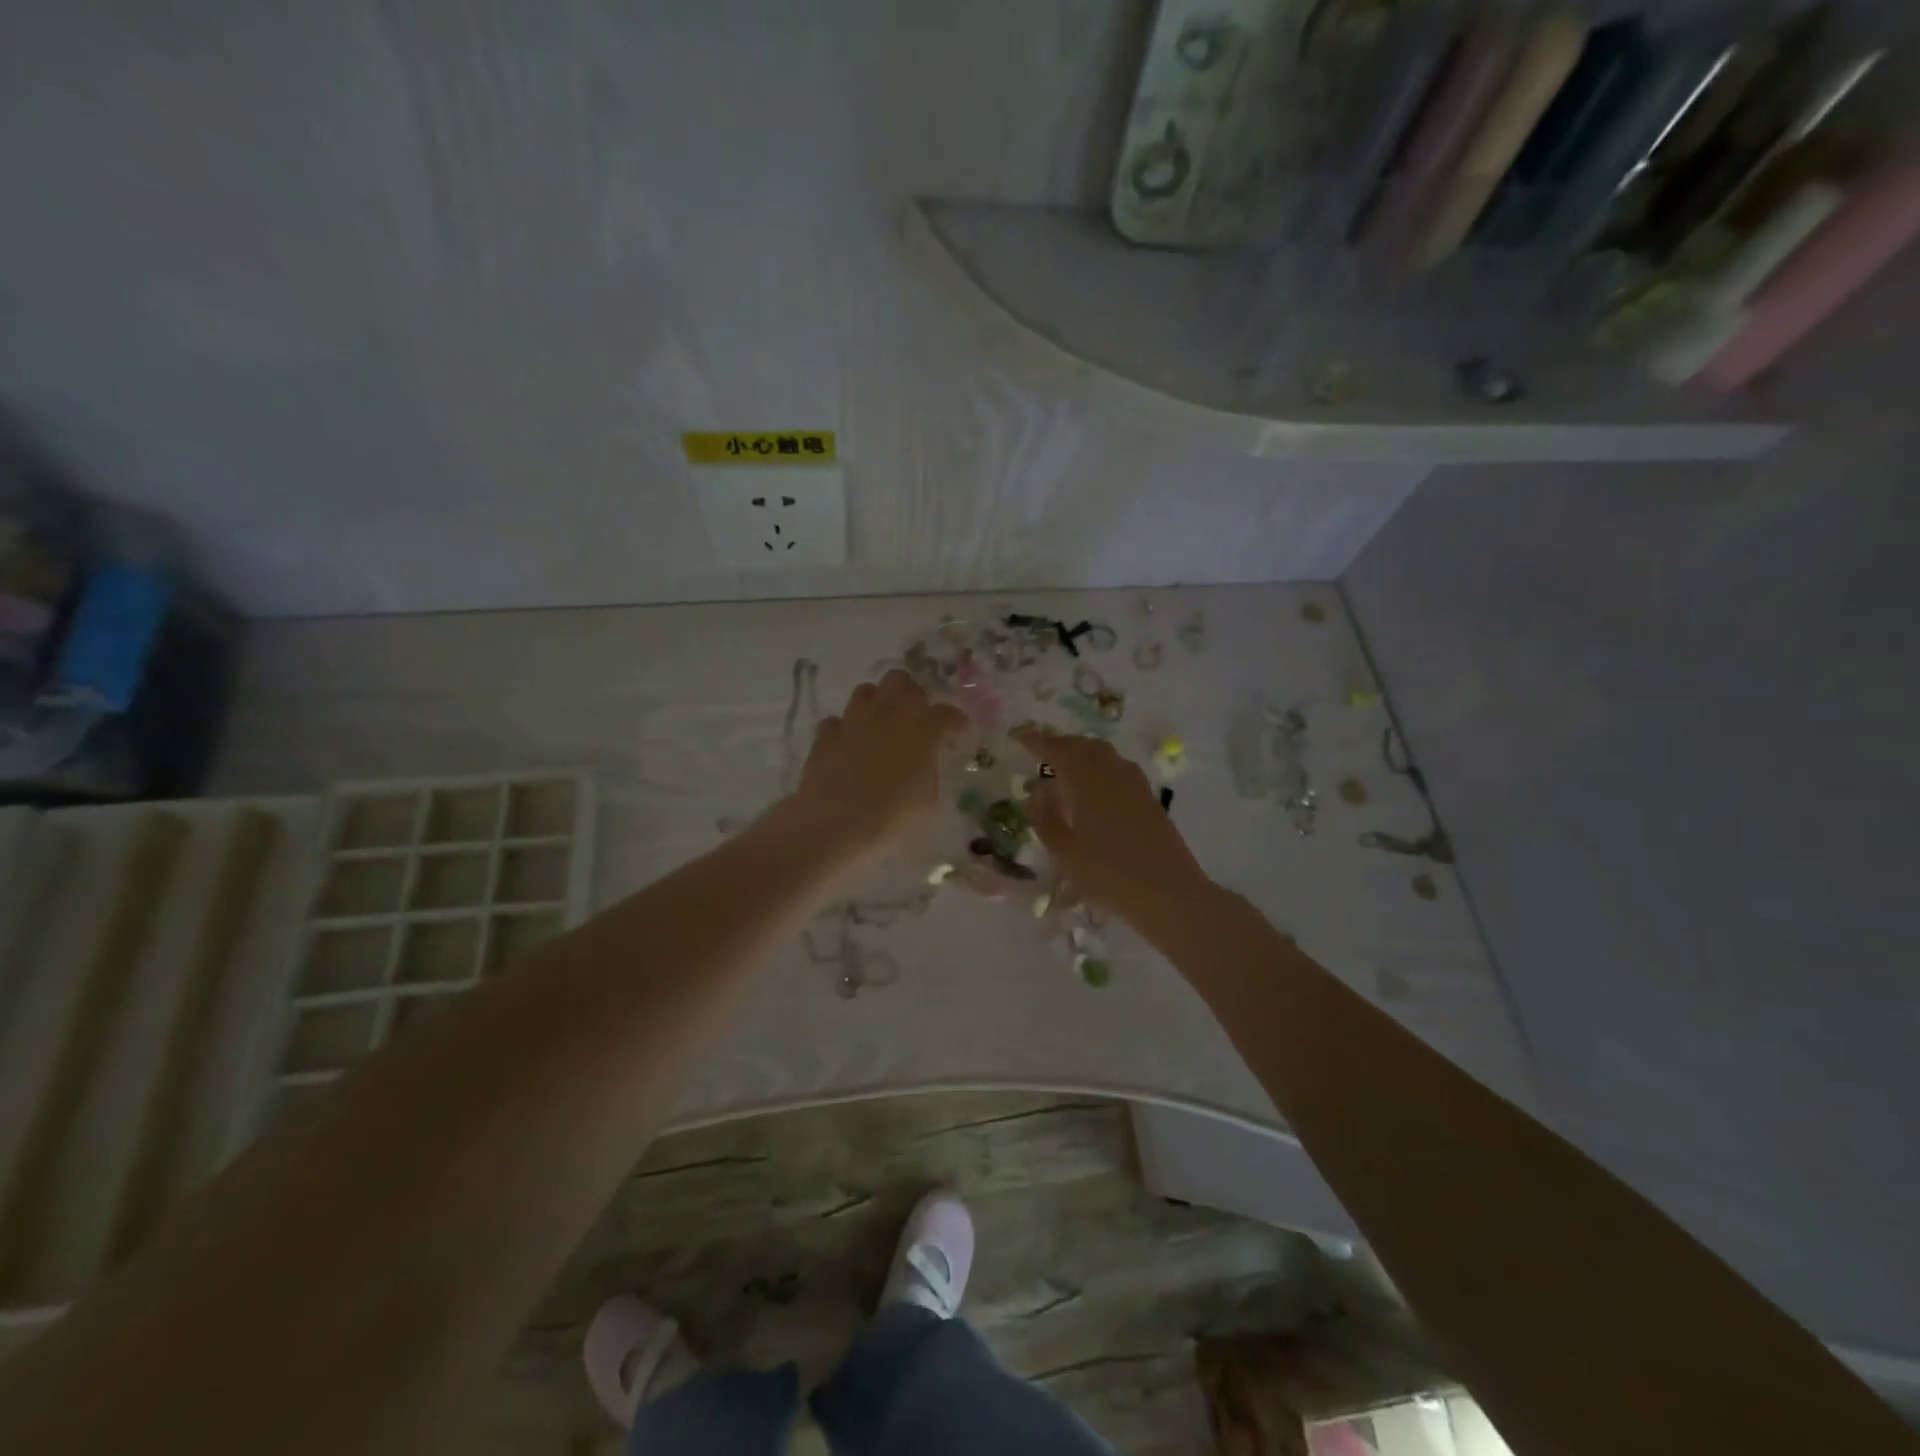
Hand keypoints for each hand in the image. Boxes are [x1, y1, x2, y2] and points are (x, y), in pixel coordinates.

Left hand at [786, 670, 967, 864]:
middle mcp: (888, 713)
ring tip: (880, 725)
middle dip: (911, 695)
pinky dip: (845, 729)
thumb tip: (922, 763)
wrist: (837, 824)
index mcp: (922, 728)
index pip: (946, 713)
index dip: (955, 721)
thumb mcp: (927, 800)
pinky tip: (848, 744)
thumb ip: (928, 771)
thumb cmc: (892, 815)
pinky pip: (837, 720)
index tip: (958, 729)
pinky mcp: (826, 734)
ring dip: (877, 704)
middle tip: (915, 718)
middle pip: (901, 681)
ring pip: (867, 691)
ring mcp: (853, 719)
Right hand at [1013, 727, 1214, 921]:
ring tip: (1062, 770)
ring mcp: (1134, 782)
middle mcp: (1111, 771)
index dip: (1035, 741)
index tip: (1017, 736)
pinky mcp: (1147, 796)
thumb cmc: (1108, 874)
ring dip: (1080, 754)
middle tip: (1038, 753)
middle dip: (1059, 745)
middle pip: (1081, 745)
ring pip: (1102, 754)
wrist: (1168, 892)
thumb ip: (1045, 819)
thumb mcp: (1065, 851)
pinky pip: (1116, 768)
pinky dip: (1098, 768)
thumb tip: (1035, 795)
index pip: (1055, 749)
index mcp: (1086, 779)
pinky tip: (1092, 789)